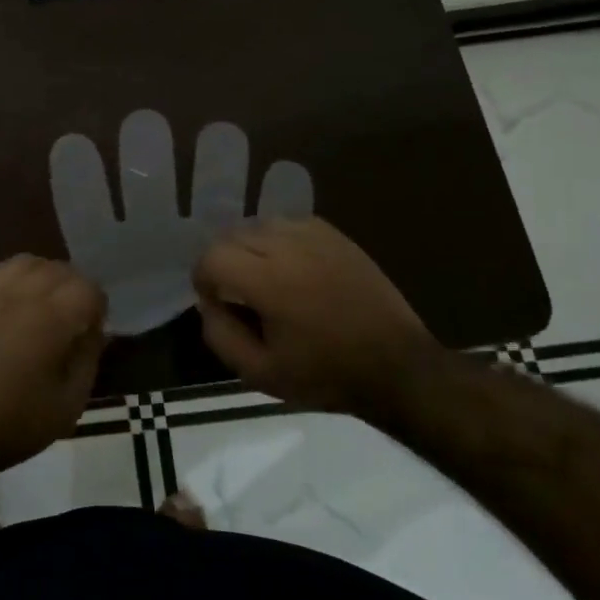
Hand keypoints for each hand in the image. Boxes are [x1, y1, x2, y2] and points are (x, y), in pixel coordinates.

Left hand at [0, 255, 107, 488]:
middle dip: (72, 288)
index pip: (88, 288)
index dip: (97, 307)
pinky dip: (0, 275)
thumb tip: (93, 332)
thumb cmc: (13, 423)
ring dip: (39, 276)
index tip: (92, 330)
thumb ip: (87, 360)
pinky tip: (3, 297)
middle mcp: (21, 294)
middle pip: (57, 268)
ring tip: (39, 302)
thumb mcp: (68, 405)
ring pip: (22, 262)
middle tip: (70, 318)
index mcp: (52, 319)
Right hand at [192, 217, 441, 415]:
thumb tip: (208, 305)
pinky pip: (291, 224)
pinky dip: (279, 240)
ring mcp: (315, 236)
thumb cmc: (326, 375)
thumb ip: (221, 336)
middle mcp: (288, 247)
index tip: (215, 302)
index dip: (203, 279)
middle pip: (232, 235)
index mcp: (268, 281)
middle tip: (237, 294)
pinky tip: (291, 267)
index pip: (212, 256)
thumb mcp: (261, 373)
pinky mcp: (336, 236)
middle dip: (224, 262)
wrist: (396, 367)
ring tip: (263, 278)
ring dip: (250, 248)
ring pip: (261, 224)